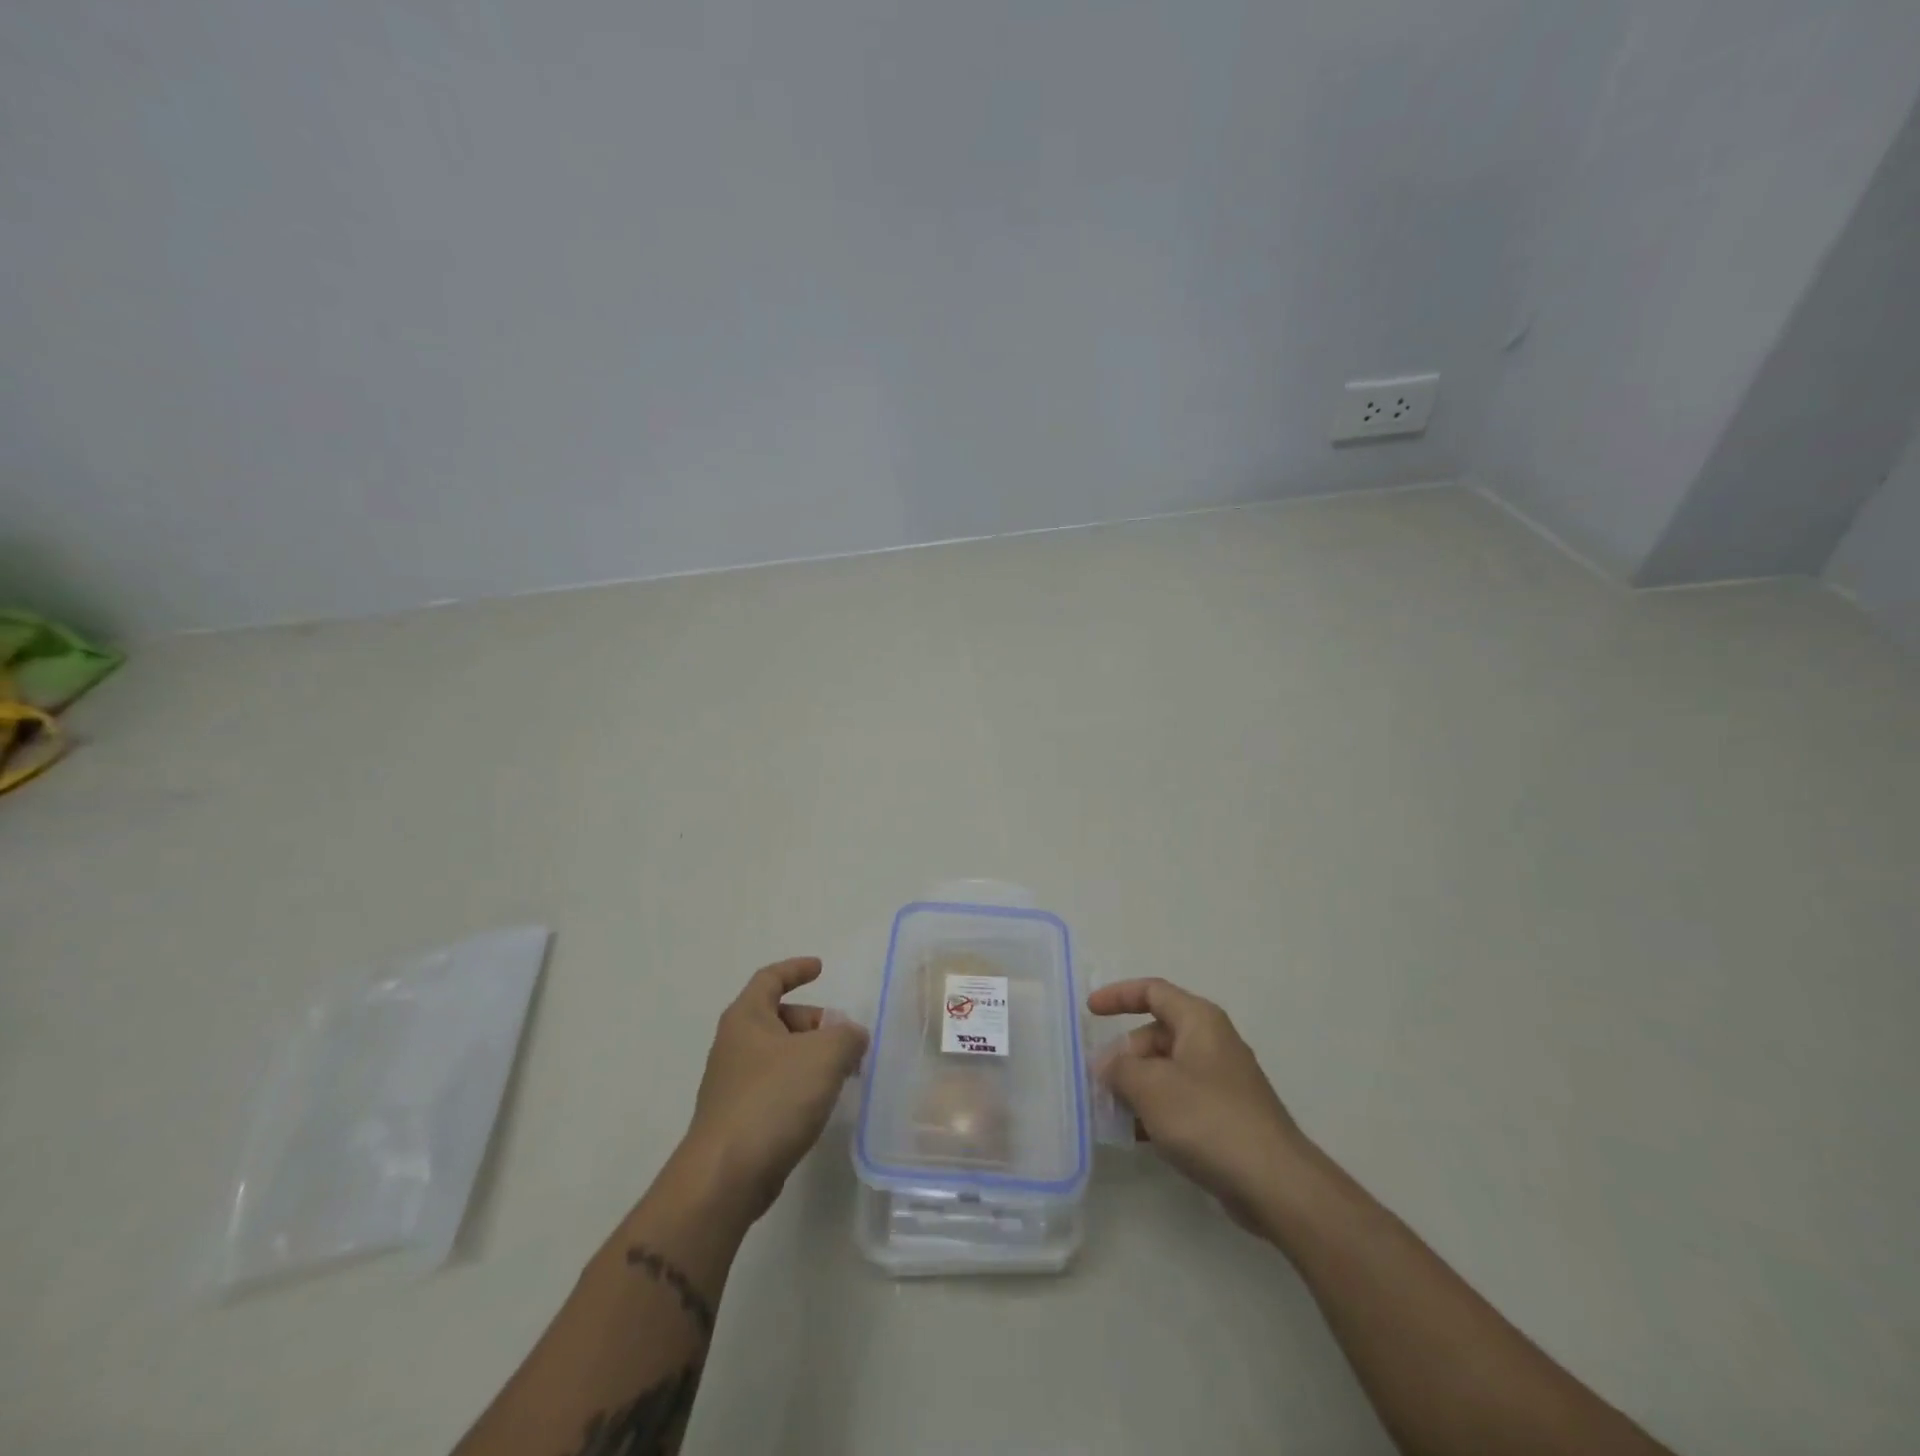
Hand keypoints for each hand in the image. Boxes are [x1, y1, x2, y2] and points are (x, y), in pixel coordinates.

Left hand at [682, 957, 868, 1223]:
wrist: (726, 1176)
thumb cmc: (773, 1099)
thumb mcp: (825, 1055)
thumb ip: (847, 1036)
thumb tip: (853, 1037)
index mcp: (746, 1018)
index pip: (770, 978)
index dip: (796, 969)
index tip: (820, 968)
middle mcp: (735, 1045)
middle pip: (779, 1018)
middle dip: (815, 1023)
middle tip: (846, 1039)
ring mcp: (733, 1084)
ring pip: (780, 1056)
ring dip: (811, 1058)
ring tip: (843, 1074)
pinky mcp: (739, 1119)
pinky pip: (776, 1087)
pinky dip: (801, 1086)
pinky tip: (820, 1105)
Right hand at [1088, 977, 1310, 1230]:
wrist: (1275, 1184)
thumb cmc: (1209, 1120)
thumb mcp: (1151, 1087)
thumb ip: (1119, 1068)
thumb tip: (1106, 1063)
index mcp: (1199, 1021)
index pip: (1153, 991)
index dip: (1118, 995)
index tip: (1090, 1010)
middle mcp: (1212, 1043)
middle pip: (1156, 1034)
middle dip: (1125, 1055)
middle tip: (1100, 1083)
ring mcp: (1221, 1081)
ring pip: (1166, 1071)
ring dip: (1136, 1087)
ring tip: (1111, 1113)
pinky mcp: (1226, 1116)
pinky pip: (1180, 1100)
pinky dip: (1156, 1110)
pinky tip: (1138, 1137)